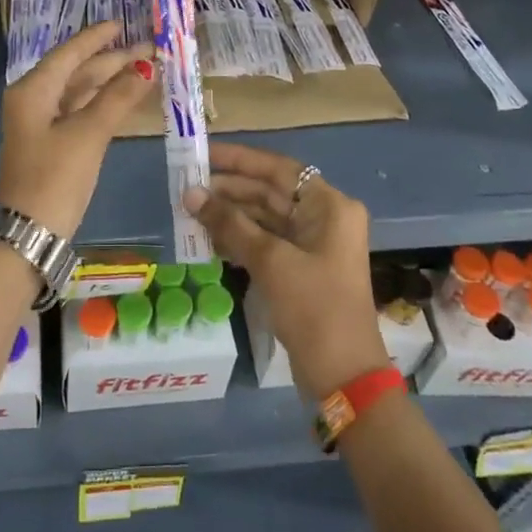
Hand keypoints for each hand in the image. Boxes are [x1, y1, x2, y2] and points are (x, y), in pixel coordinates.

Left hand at [0, 21, 153, 238]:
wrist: (31, 233)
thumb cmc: (55, 177)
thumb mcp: (88, 134)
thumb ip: (118, 97)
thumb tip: (147, 67)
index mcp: (33, 90)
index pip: (69, 54)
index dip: (96, 38)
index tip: (123, 23)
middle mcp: (34, 100)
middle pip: (76, 71)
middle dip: (112, 60)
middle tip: (150, 50)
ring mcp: (42, 123)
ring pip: (80, 92)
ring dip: (111, 81)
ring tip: (146, 69)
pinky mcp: (53, 143)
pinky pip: (80, 111)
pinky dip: (104, 103)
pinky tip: (128, 98)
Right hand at [184, 142, 386, 398]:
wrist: (343, 376)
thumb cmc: (313, 307)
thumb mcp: (270, 261)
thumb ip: (229, 223)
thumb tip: (191, 194)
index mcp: (329, 206)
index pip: (278, 169)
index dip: (239, 160)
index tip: (203, 155)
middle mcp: (324, 218)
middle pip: (270, 192)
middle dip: (229, 190)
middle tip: (187, 186)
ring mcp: (313, 245)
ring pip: (265, 217)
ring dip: (230, 216)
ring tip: (190, 212)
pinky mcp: (301, 269)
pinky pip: (266, 242)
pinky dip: (239, 239)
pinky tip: (208, 240)